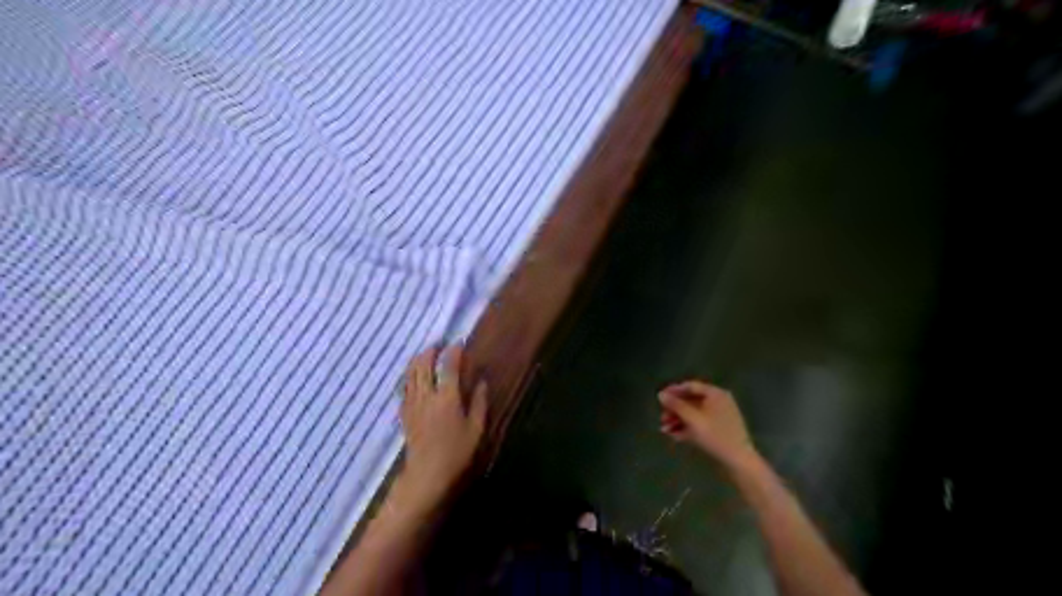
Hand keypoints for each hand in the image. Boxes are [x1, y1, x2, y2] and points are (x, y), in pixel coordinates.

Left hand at [395, 346, 485, 506]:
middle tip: (438, 345)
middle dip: (430, 351)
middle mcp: (427, 396)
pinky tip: (413, 378)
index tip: (459, 343)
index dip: (454, 352)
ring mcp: (412, 404)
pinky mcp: (405, 413)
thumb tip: (481, 381)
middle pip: (423, 366)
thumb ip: (479, 402)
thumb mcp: (476, 428)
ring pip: (410, 374)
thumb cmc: (456, 453)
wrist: (427, 475)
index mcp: (447, 398)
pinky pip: (404, 388)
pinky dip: (409, 377)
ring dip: (417, 361)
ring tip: (424, 355)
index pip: (449, 367)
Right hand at [662, 384, 758, 472]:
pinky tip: (674, 436)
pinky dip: (687, 428)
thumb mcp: (693, 420)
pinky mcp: (718, 430)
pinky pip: (699, 424)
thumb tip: (660, 394)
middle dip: (674, 410)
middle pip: (691, 401)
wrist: (738, 462)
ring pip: (694, 414)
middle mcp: (718, 402)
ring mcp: (719, 416)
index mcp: (716, 394)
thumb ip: (676, 405)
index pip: (691, 386)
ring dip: (678, 420)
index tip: (659, 397)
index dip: (674, 391)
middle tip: (661, 418)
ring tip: (664, 430)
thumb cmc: (716, 436)